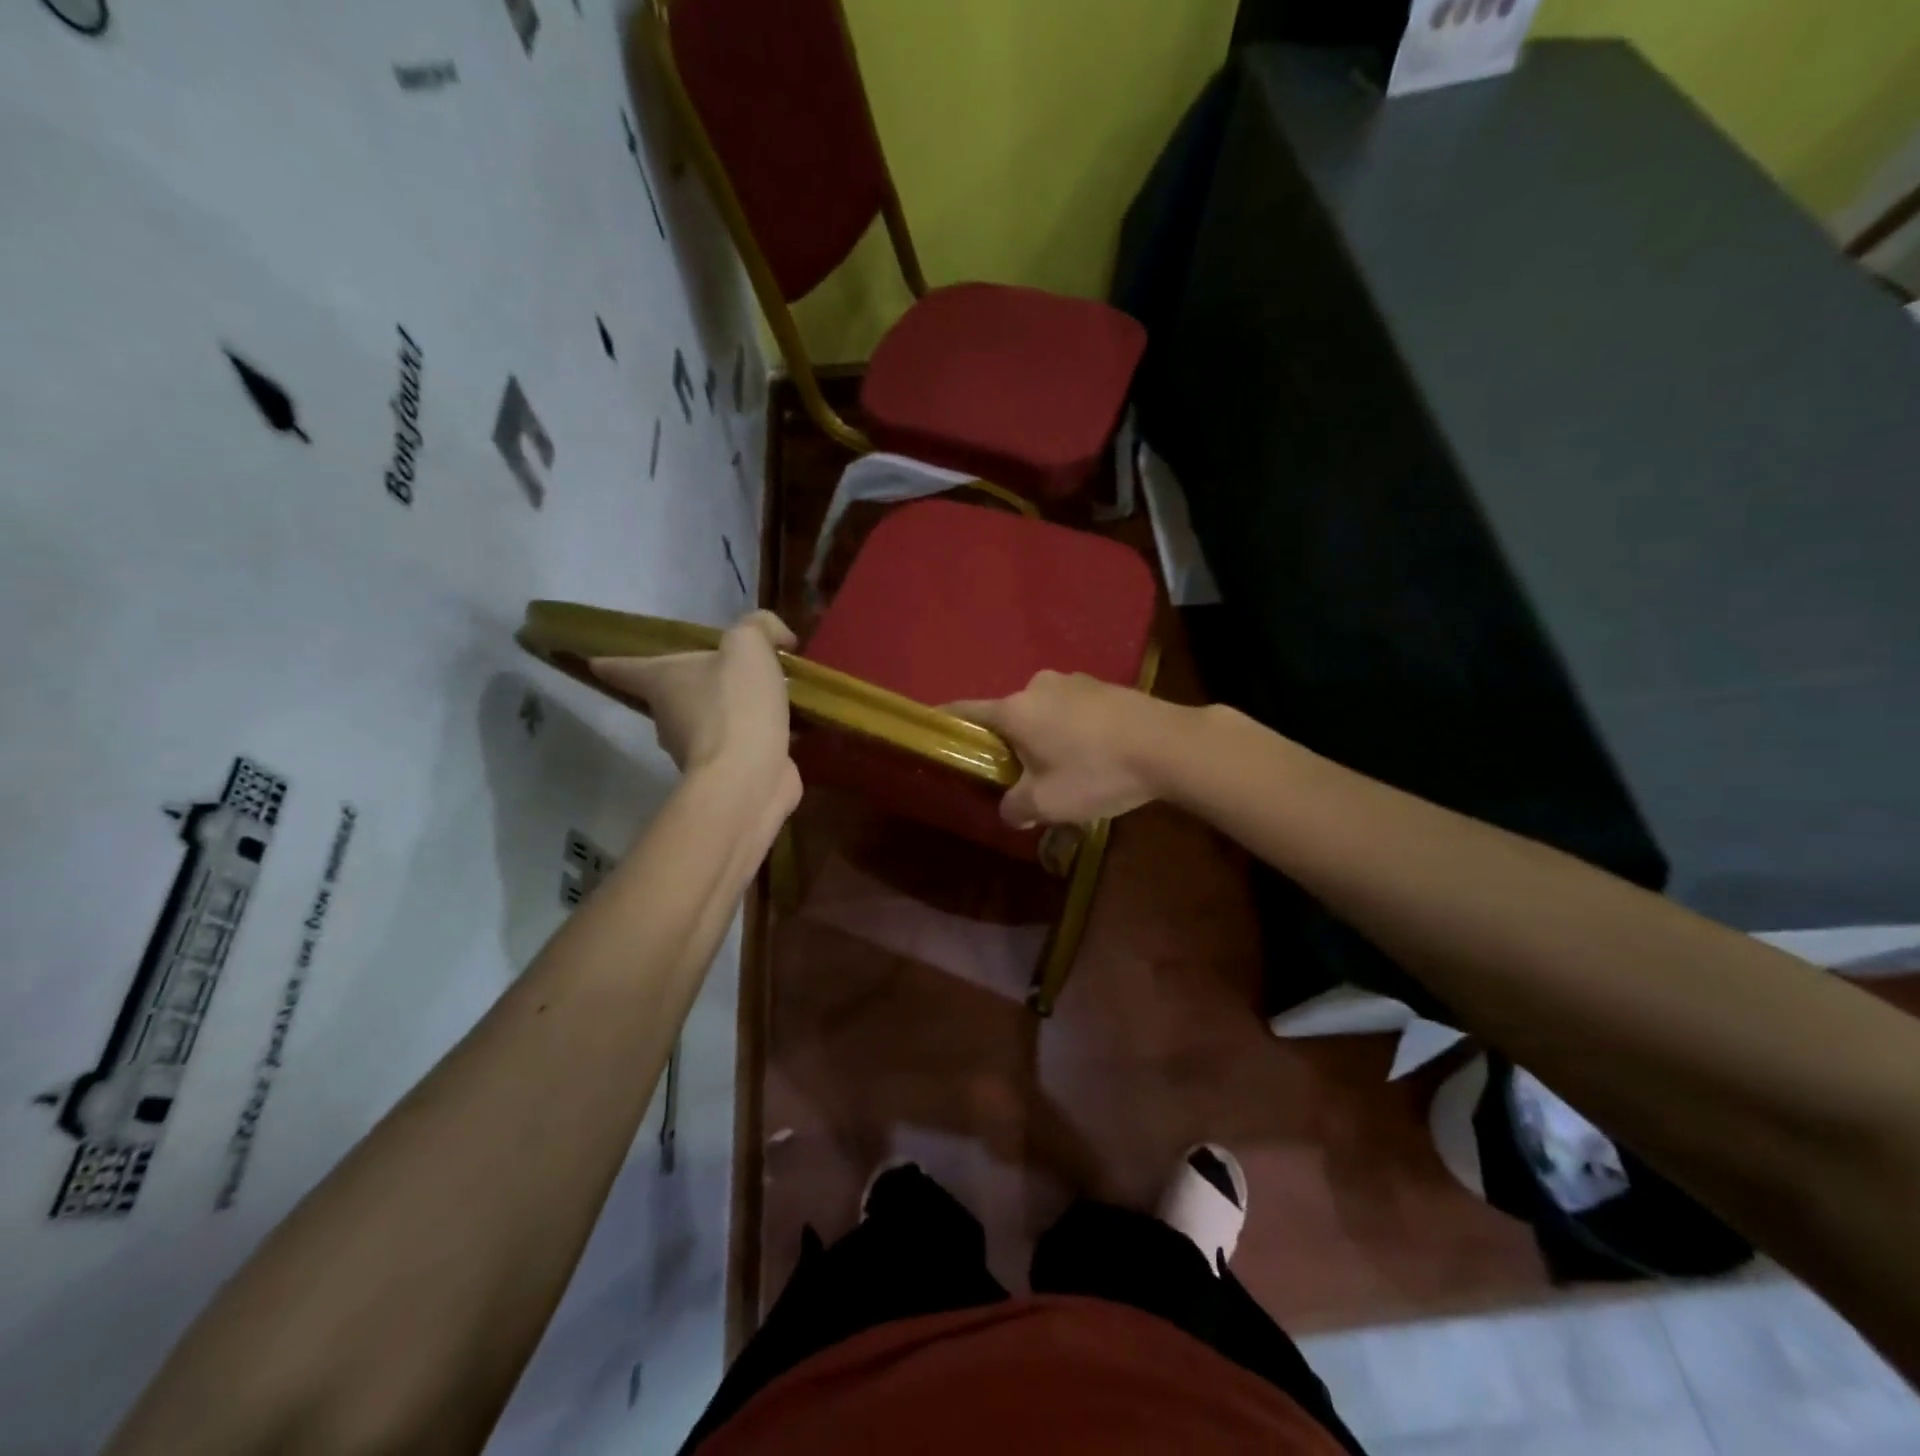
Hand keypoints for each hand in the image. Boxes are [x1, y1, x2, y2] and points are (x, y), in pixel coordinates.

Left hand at [592, 611, 801, 815]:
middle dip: (695, 682)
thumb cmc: (735, 705)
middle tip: (730, 668)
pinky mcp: (726, 771)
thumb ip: (760, 627)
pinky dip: (755, 734)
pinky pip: (739, 744)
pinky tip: (785, 725)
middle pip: (672, 693)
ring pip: (708, 720)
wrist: (748, 777)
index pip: (622, 667)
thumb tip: (779, 637)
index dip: (611, 660)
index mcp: (661, 681)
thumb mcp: (748, 646)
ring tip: (769, 695)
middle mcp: (668, 716)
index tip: (597, 660)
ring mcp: (695, 749)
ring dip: (731, 709)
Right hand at [948, 671, 1179, 828]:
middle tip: (1022, 776)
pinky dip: (1074, 730)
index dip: (947, 722)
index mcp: (1015, 710)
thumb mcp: (1047, 803)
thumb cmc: (1095, 772)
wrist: (1168, 745)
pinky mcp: (1106, 686)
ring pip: (1045, 713)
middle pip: (1010, 716)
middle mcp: (1038, 686)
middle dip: (1011, 744)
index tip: (934, 729)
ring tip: (1067, 770)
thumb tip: (1011, 809)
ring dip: (1046, 737)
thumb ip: (1017, 807)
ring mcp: (1075, 682)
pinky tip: (1095, 756)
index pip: (966, 711)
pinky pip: (1075, 710)